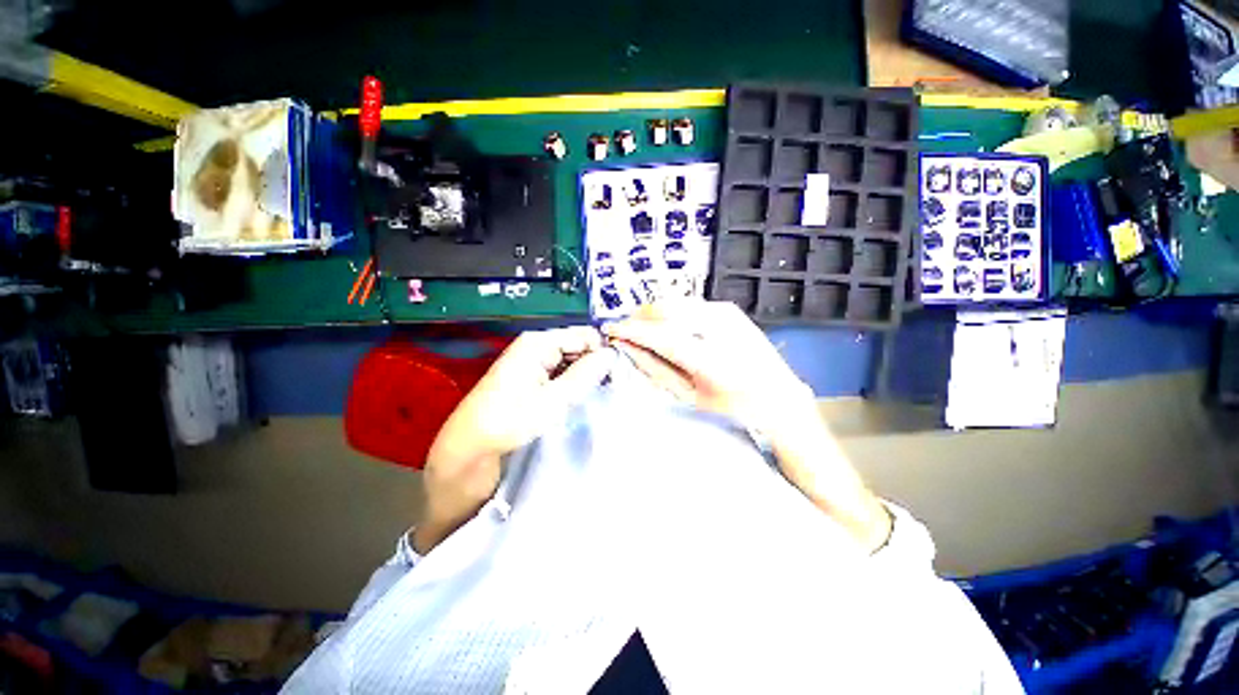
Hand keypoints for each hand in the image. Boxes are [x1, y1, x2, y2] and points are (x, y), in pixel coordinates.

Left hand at [413, 326, 613, 552]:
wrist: (470, 445)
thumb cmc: (511, 420)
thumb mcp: (554, 399)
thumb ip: (585, 374)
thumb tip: (611, 354)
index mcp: (539, 342)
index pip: (585, 335)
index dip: (603, 351)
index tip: (619, 373)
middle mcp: (536, 345)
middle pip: (578, 346)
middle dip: (595, 363)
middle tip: (611, 386)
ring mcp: (533, 361)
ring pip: (571, 360)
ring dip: (585, 374)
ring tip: (601, 393)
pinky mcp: (531, 377)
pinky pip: (560, 372)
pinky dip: (573, 381)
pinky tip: (581, 396)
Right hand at [602, 300, 813, 435]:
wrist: (779, 398)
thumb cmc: (732, 409)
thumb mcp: (688, 397)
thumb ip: (654, 369)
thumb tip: (627, 346)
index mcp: (712, 360)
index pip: (661, 335)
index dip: (630, 330)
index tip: (610, 329)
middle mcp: (721, 328)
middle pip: (665, 309)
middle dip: (640, 318)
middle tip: (627, 333)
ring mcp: (727, 313)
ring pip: (675, 302)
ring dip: (654, 314)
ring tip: (645, 332)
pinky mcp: (729, 308)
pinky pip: (688, 304)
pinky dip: (672, 313)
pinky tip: (669, 329)